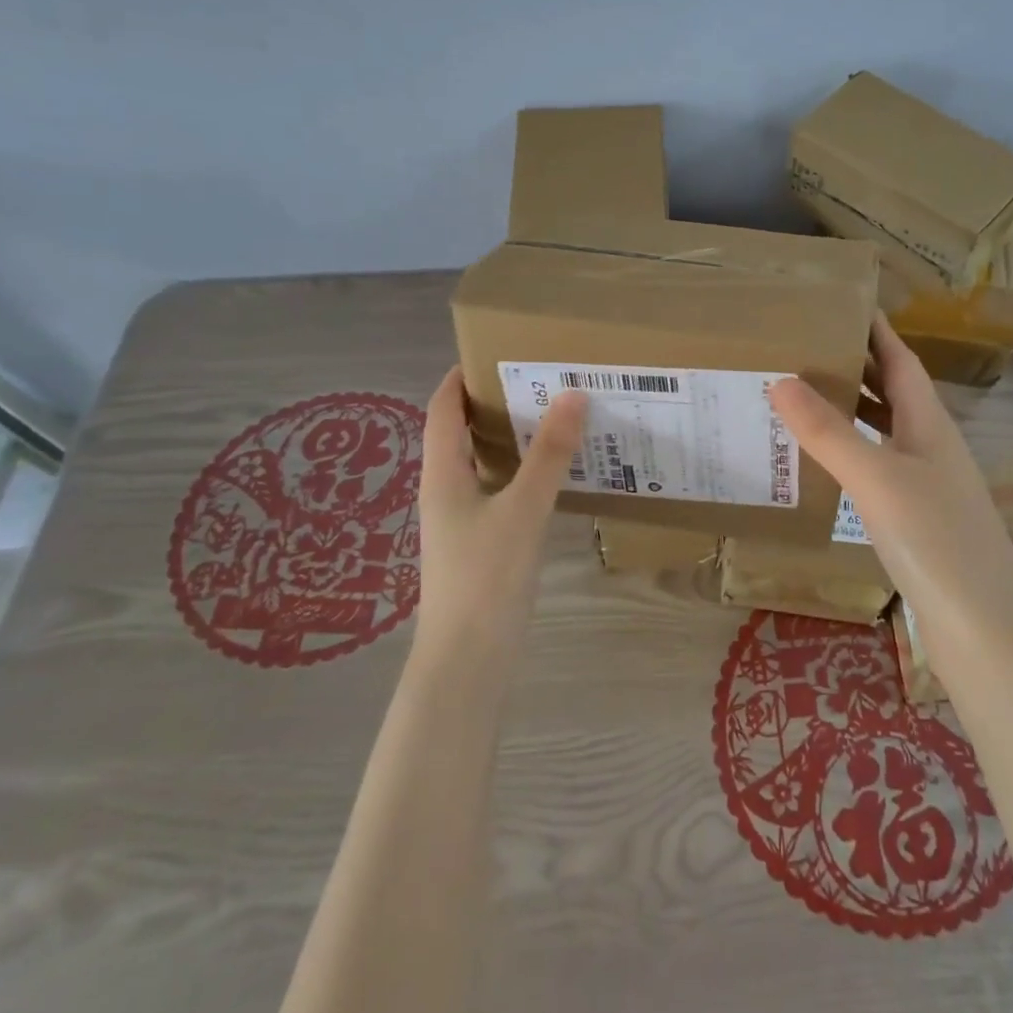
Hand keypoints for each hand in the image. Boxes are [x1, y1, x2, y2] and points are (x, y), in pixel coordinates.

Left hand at [415, 366, 586, 669]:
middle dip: (493, 403)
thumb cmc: (486, 577)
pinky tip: (554, 476)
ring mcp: (461, 520)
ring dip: (510, 439)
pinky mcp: (480, 544)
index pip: (441, 409)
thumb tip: (571, 394)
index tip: (495, 352)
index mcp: (442, 474)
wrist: (467, 660)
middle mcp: (446, 490)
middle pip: (461, 433)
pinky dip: (521, 472)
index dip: (459, 377)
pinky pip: (498, 491)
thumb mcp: (523, 509)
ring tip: (553, 418)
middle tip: (539, 380)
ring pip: (483, 463)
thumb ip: (548, 454)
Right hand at [767, 315, 1012, 654]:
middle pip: (895, 393)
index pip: (902, 362)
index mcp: (930, 425)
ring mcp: (928, 486)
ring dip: (854, 410)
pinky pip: (880, 469)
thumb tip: (781, 380)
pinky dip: (852, 455)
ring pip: (886, 432)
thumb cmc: (935, 540)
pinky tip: (828, 465)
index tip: (847, 303)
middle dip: (859, 366)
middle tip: (809, 345)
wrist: (985, 629)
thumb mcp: (876, 478)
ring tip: (807, 396)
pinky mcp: (919, 522)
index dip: (878, 331)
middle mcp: (932, 448)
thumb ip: (829, 432)